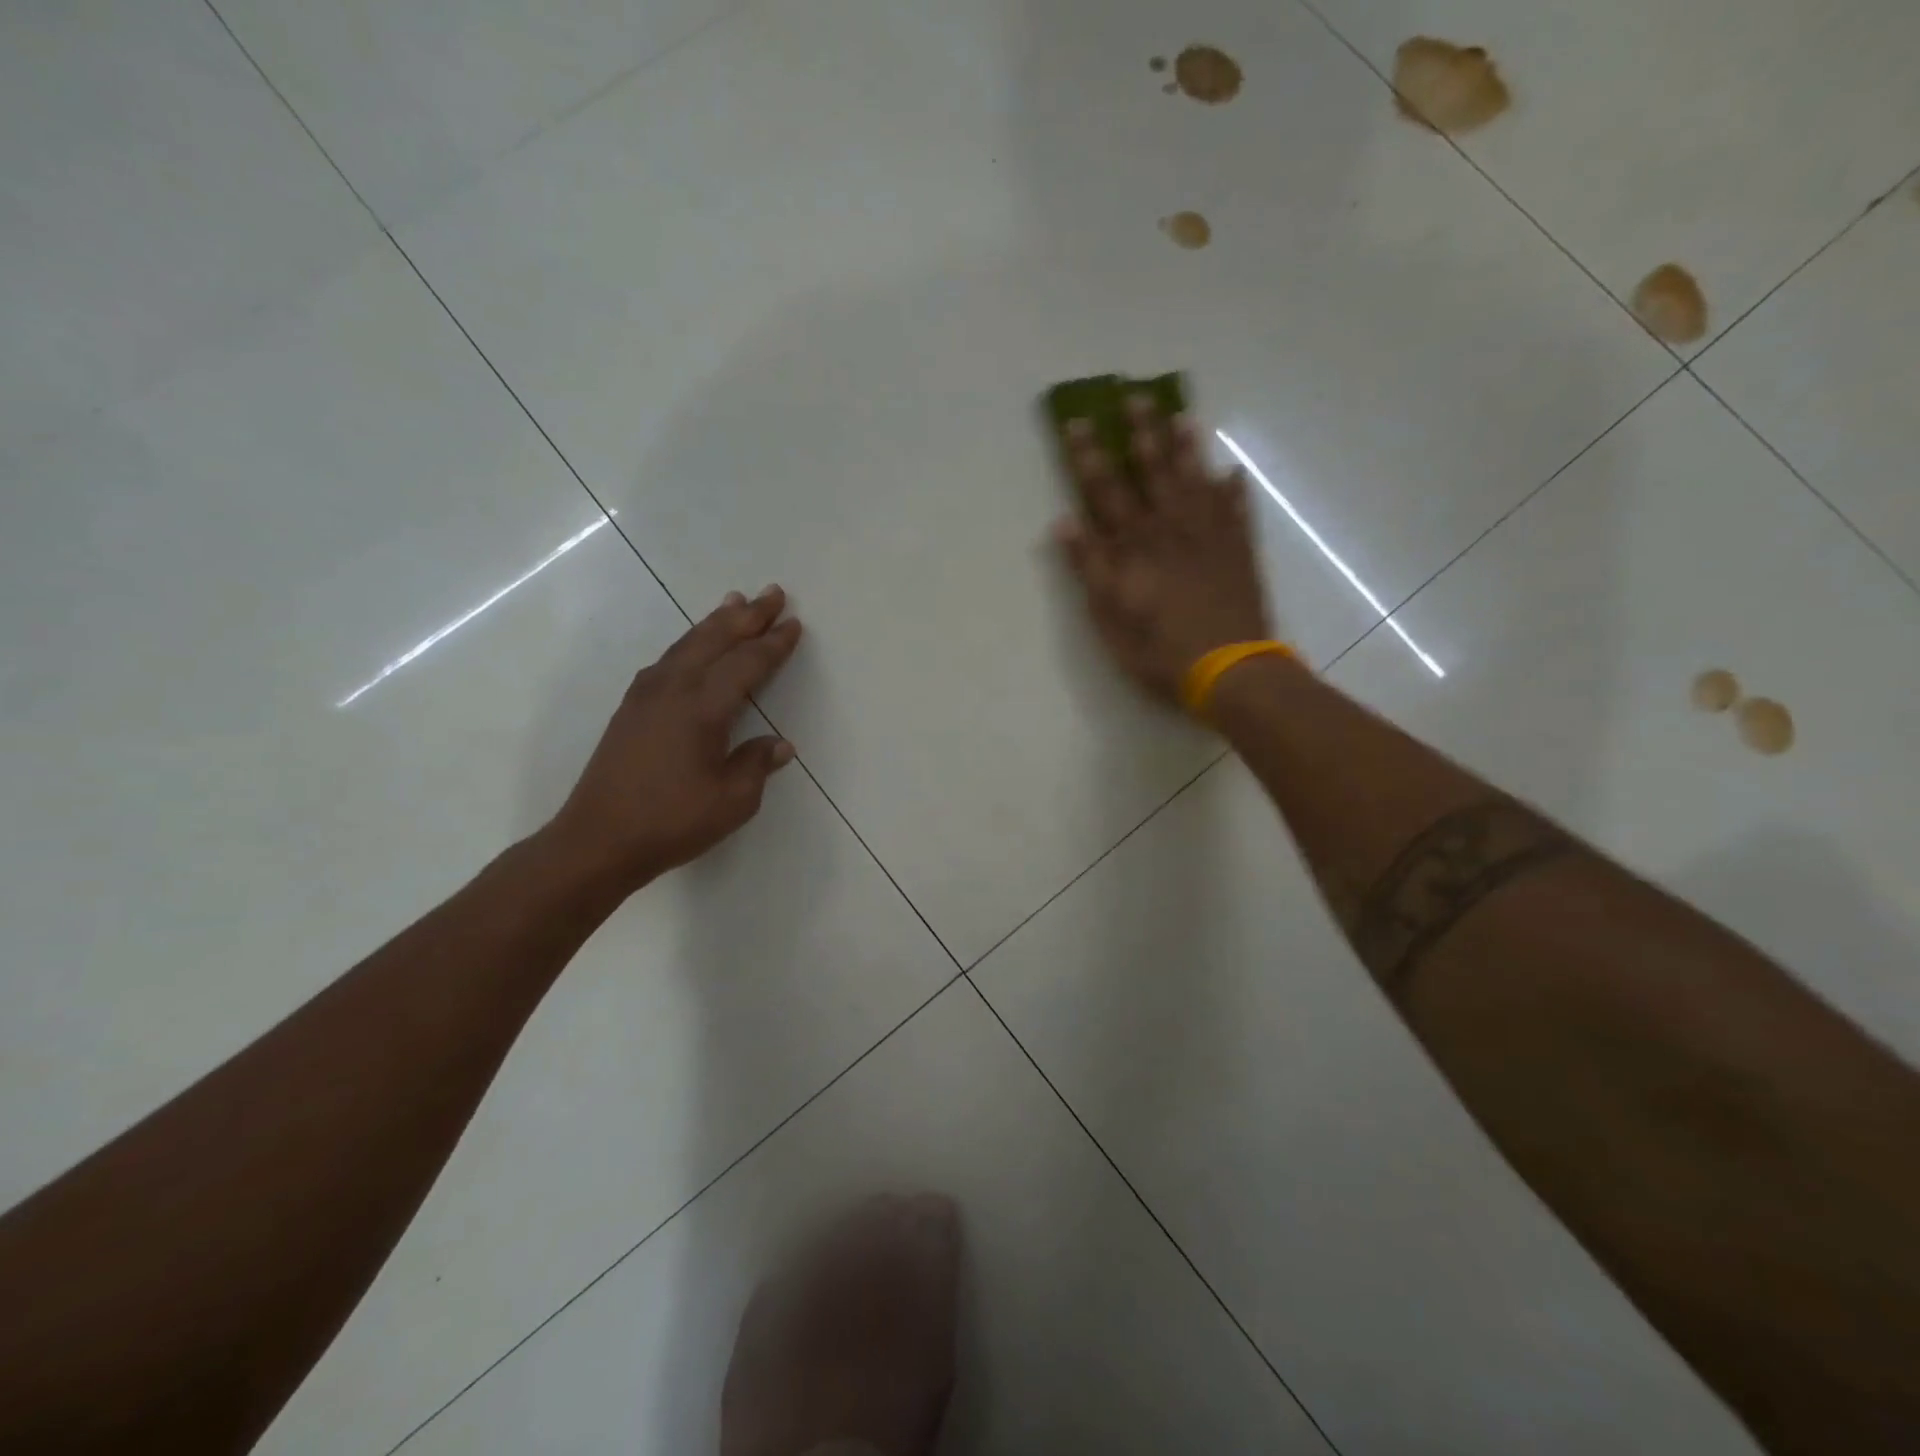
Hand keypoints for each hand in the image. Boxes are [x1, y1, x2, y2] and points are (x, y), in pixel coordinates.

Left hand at [548, 585, 803, 890]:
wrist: (597, 840)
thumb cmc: (671, 822)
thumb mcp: (732, 801)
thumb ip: (756, 765)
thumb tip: (779, 744)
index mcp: (702, 708)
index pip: (746, 664)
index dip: (773, 644)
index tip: (794, 624)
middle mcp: (673, 690)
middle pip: (715, 640)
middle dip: (747, 616)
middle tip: (773, 593)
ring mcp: (646, 696)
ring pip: (687, 644)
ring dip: (715, 622)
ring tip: (734, 602)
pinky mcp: (630, 708)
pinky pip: (668, 659)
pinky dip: (690, 643)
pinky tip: (693, 647)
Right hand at [1054, 397, 1272, 703]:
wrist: (1229, 669)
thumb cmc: (1158, 650)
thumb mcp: (1108, 616)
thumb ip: (1088, 567)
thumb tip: (1064, 521)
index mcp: (1133, 545)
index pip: (1105, 490)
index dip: (1088, 456)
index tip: (1078, 422)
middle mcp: (1170, 528)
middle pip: (1152, 472)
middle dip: (1140, 434)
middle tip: (1135, 397)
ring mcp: (1210, 536)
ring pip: (1196, 481)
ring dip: (1187, 449)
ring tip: (1183, 416)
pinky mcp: (1240, 552)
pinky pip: (1238, 511)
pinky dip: (1235, 490)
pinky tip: (1233, 472)